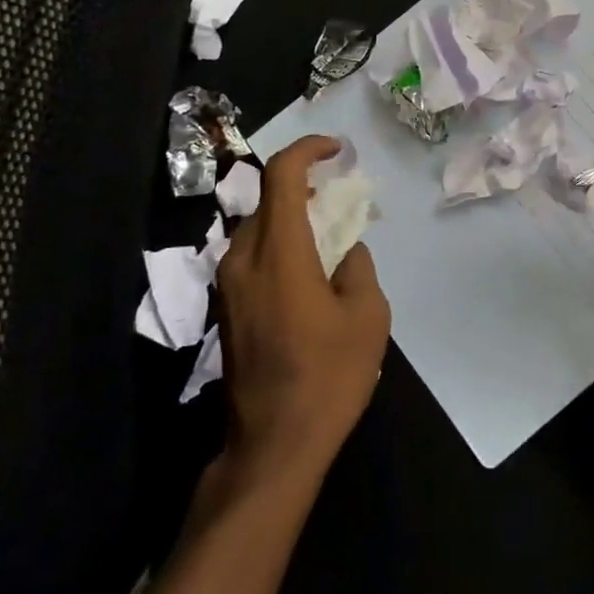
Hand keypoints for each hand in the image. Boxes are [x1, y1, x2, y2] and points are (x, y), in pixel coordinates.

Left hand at [214, 136, 391, 475]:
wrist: (273, 444)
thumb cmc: (327, 376)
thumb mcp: (367, 317)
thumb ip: (358, 268)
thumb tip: (346, 251)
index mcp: (278, 253)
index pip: (281, 175)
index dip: (307, 150)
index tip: (336, 150)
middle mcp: (243, 260)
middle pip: (266, 199)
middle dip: (302, 185)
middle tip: (339, 194)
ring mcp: (229, 286)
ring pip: (257, 228)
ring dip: (290, 217)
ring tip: (327, 230)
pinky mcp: (226, 309)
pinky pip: (252, 256)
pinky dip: (279, 244)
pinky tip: (307, 269)